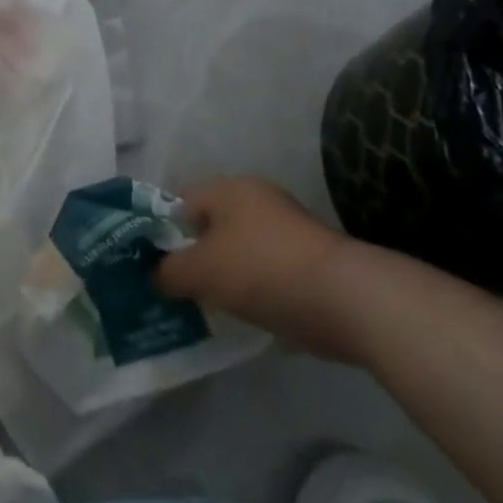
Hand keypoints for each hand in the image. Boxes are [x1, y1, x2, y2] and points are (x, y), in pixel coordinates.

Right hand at [156, 177, 363, 360]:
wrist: (348, 299)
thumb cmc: (263, 271)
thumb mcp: (202, 272)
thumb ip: (169, 272)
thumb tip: (154, 275)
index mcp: (229, 188)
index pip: (180, 201)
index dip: (163, 232)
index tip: (156, 266)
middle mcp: (258, 198)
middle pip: (212, 225)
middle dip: (196, 256)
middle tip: (182, 288)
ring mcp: (288, 227)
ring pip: (240, 248)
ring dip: (227, 274)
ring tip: (214, 307)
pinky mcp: (311, 257)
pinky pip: (268, 268)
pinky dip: (257, 287)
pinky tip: (251, 313)